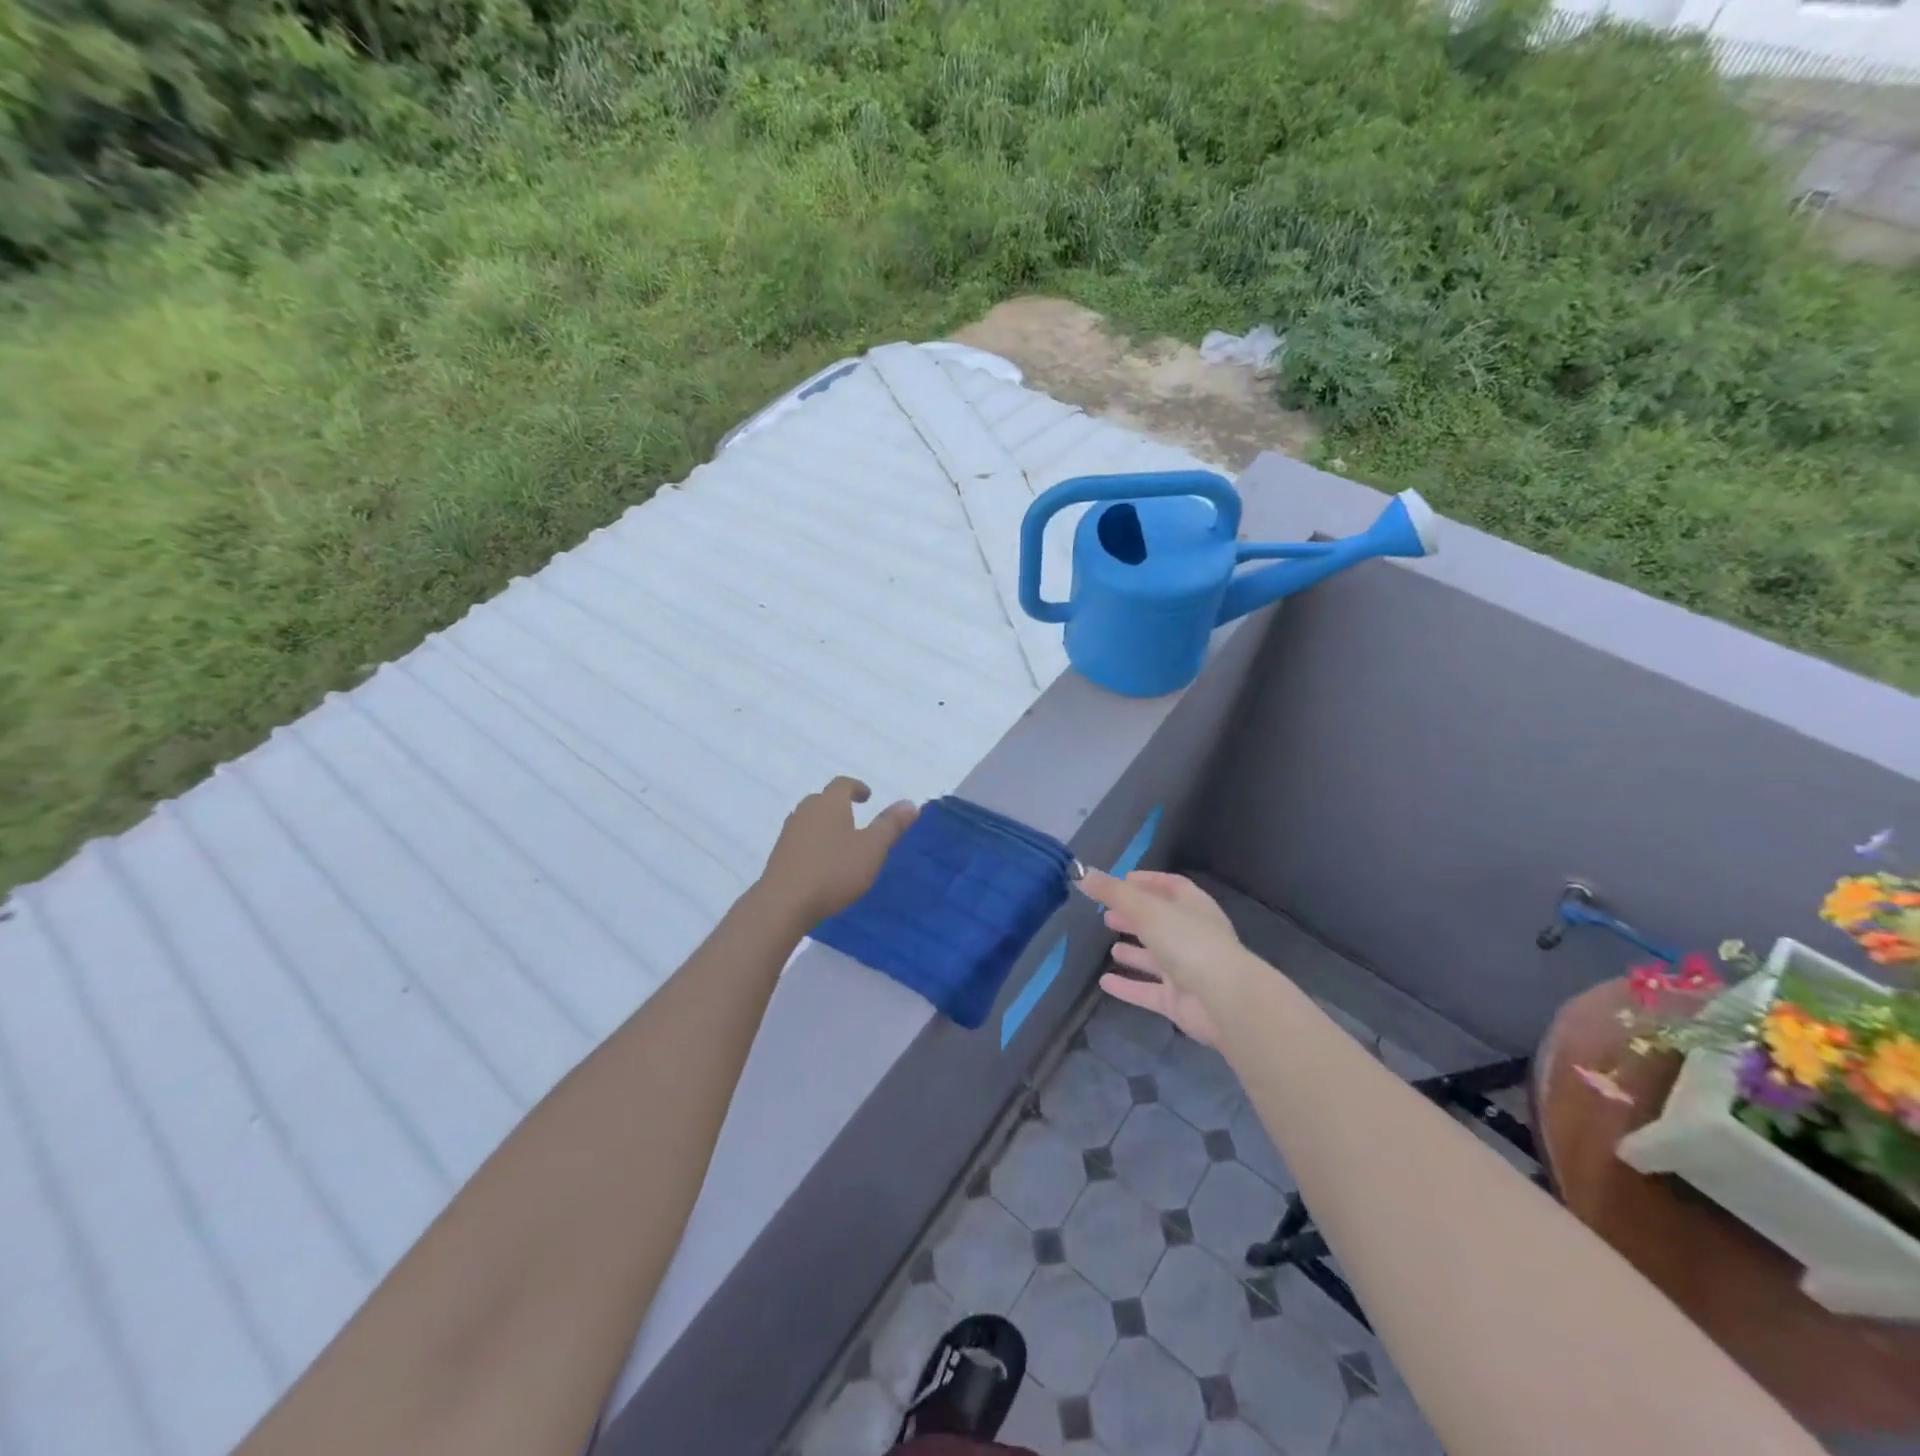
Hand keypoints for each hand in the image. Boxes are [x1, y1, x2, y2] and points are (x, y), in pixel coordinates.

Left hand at [759, 777, 917, 924]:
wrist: (784, 903)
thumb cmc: (834, 871)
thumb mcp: (872, 849)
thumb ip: (891, 825)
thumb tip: (910, 803)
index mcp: (829, 804)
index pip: (842, 784)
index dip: (856, 787)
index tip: (867, 797)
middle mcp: (805, 811)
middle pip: (823, 800)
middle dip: (839, 806)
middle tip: (855, 819)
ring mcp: (789, 832)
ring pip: (809, 820)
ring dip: (825, 825)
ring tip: (840, 843)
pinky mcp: (779, 854)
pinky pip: (800, 839)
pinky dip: (813, 843)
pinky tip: (821, 863)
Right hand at [1077, 871, 1247, 1047]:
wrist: (1224, 1001)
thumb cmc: (1188, 943)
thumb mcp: (1146, 910)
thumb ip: (1113, 893)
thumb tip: (1082, 874)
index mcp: (1193, 907)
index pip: (1171, 886)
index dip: (1147, 881)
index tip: (1122, 880)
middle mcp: (1192, 936)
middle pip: (1160, 922)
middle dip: (1135, 918)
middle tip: (1107, 915)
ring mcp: (1187, 970)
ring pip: (1156, 957)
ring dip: (1135, 952)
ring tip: (1110, 947)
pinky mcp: (1179, 1001)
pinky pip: (1149, 990)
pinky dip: (1128, 986)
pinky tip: (1105, 983)